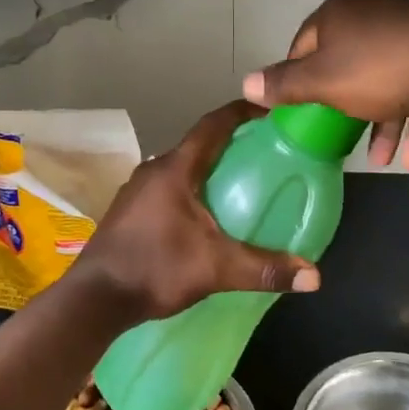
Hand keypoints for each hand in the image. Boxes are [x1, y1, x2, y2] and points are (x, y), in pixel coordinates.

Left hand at [77, 100, 319, 321]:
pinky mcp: (130, 210)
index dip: (241, 112)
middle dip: (231, 143)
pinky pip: (168, 186)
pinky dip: (192, 188)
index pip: (213, 125)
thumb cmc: (155, 269)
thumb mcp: (216, 269)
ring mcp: (137, 190)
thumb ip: (265, 268)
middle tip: (265, 151)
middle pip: (198, 145)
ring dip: (209, 167)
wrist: (93, 300)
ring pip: (182, 167)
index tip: (269, 110)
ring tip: (240, 181)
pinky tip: (205, 214)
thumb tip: (315, 276)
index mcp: (175, 169)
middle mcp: (154, 170)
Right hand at [242, 0, 408, 169]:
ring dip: (381, 123)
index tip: (300, 112)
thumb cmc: (377, 69)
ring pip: (384, 81)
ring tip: (381, 161)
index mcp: (337, 16)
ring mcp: (407, 32)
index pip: (303, 46)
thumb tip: (244, 83)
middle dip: (343, 107)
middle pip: (345, 65)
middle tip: (338, 136)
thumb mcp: (322, 82)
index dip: (297, 80)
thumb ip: (284, 85)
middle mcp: (370, 16)